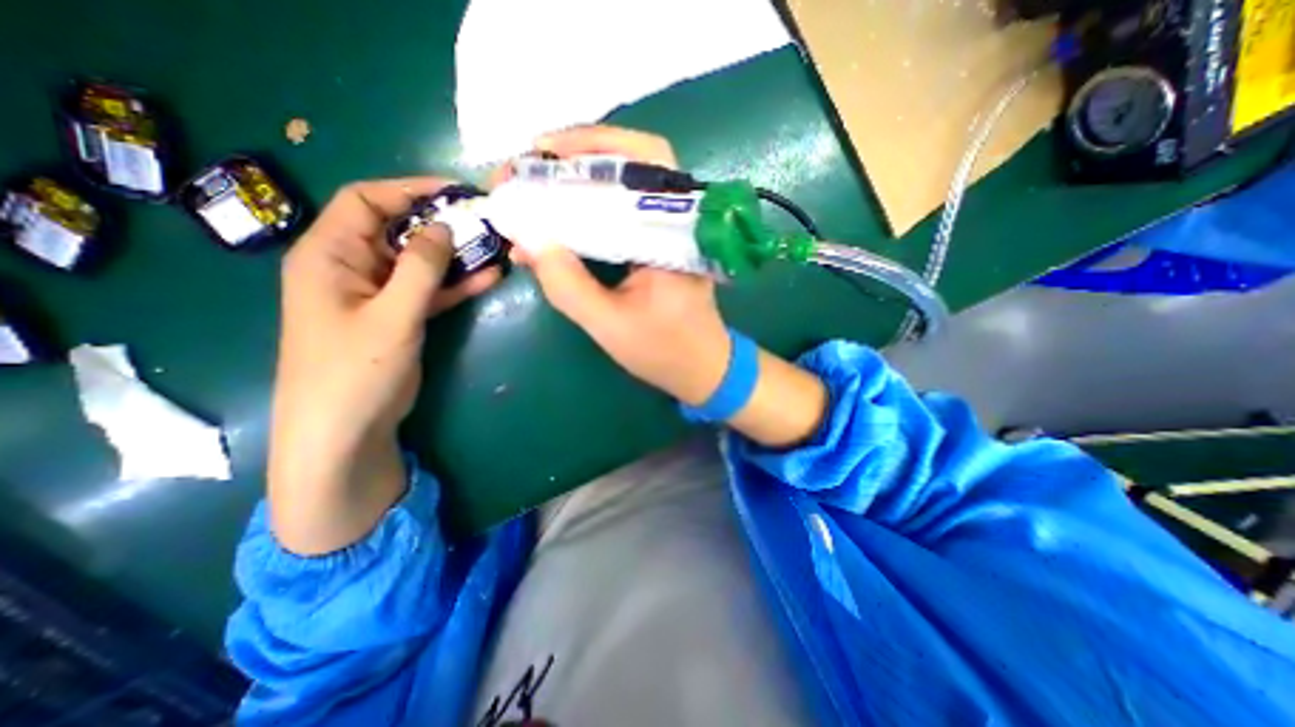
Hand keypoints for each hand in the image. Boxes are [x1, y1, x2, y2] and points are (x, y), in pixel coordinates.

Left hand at [269, 179, 495, 553]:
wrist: (346, 430)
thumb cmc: (355, 370)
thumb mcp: (391, 315)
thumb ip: (420, 269)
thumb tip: (442, 226)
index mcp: (330, 255)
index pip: (366, 201)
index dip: (409, 189)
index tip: (455, 191)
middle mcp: (352, 267)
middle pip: (399, 231)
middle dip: (441, 223)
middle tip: (485, 221)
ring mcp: (379, 294)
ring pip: (421, 262)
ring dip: (455, 255)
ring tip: (495, 246)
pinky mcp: (400, 316)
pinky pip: (430, 291)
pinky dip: (457, 284)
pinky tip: (490, 277)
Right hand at [504, 124, 733, 406]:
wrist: (703, 368)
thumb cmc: (664, 351)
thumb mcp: (609, 325)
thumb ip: (568, 286)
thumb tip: (527, 240)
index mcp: (674, 233)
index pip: (640, 161)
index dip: (587, 145)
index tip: (538, 152)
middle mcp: (679, 220)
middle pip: (635, 159)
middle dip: (579, 153)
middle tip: (532, 163)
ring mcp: (673, 229)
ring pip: (630, 182)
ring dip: (584, 174)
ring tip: (540, 180)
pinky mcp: (663, 243)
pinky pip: (627, 209)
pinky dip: (594, 202)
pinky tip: (565, 210)